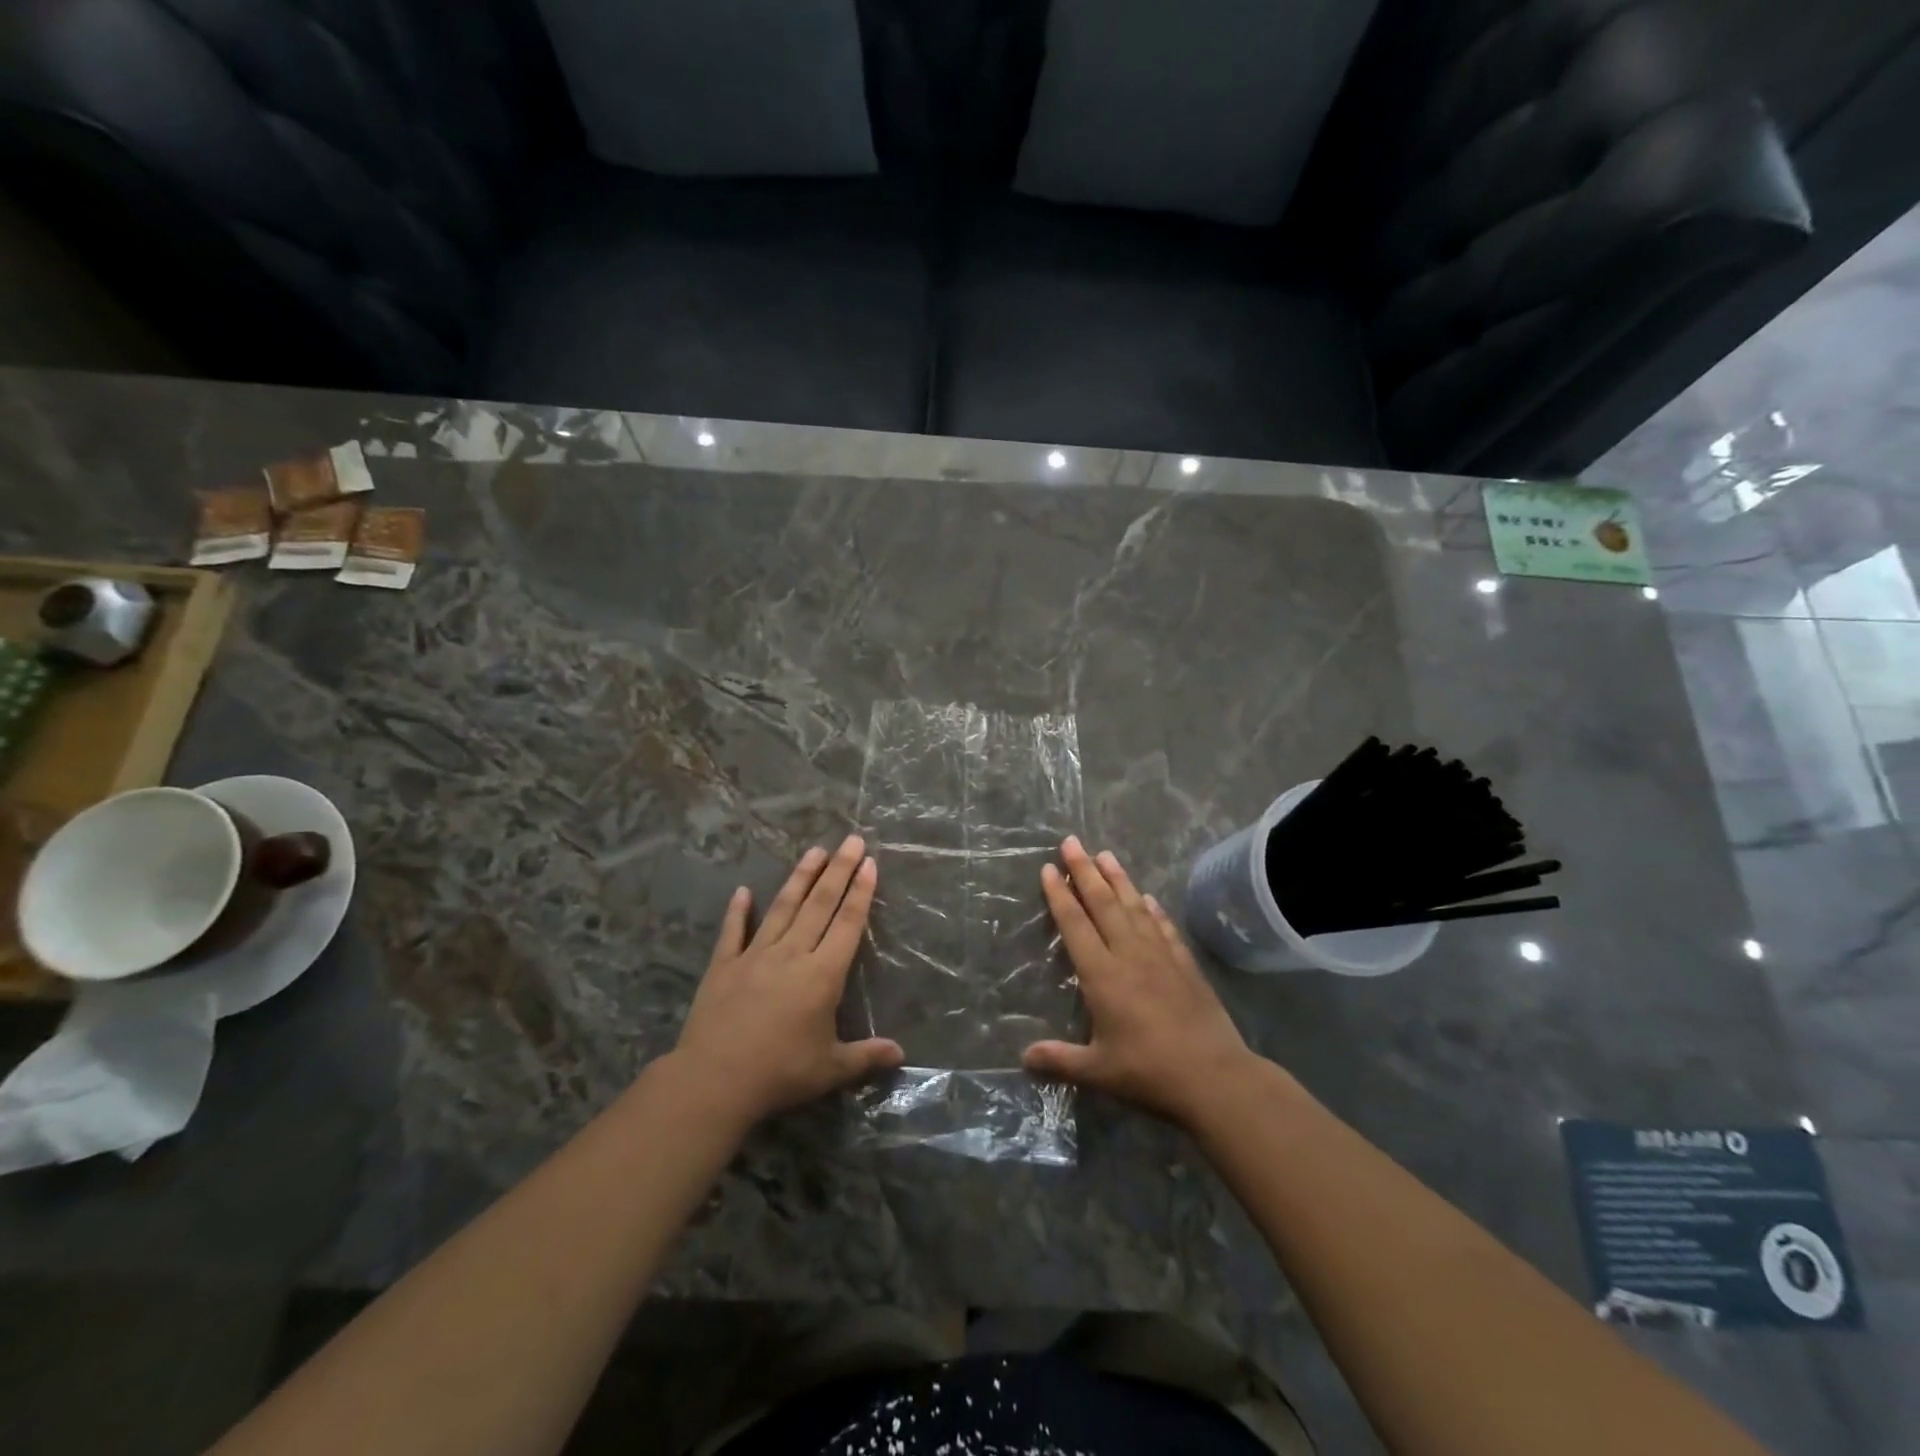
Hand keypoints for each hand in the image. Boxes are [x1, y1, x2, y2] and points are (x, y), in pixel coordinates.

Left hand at [673, 835, 902, 1125]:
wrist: (714, 1080)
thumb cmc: (780, 1073)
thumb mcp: (831, 1069)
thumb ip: (866, 1056)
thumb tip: (901, 1053)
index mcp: (822, 975)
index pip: (847, 924)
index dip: (861, 892)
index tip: (869, 862)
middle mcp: (792, 954)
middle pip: (820, 905)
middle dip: (839, 871)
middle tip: (851, 840)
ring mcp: (755, 956)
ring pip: (783, 908)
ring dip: (800, 878)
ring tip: (815, 851)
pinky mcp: (723, 965)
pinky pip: (732, 932)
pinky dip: (738, 911)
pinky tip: (743, 891)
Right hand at [1024, 837, 1263, 1129]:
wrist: (1215, 1077)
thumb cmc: (1150, 1072)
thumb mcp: (1098, 1072)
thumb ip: (1060, 1060)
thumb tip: (1024, 1058)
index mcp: (1103, 976)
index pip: (1075, 925)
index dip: (1060, 895)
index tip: (1050, 868)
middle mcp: (1129, 955)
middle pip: (1103, 904)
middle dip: (1085, 871)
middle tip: (1072, 841)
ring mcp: (1161, 956)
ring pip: (1134, 907)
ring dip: (1118, 879)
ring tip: (1106, 854)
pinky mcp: (1185, 965)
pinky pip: (1165, 927)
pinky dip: (1153, 909)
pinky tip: (1149, 897)